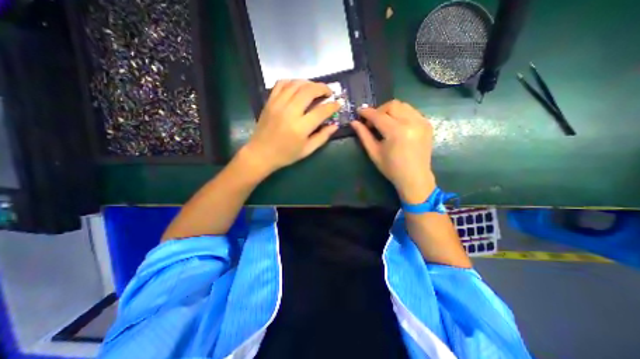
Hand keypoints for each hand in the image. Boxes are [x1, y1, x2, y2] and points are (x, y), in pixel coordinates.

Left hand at [242, 78, 339, 173]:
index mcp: (300, 128)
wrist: (261, 153)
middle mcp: (290, 112)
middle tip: (329, 92)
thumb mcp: (307, 150)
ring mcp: (278, 104)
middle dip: (323, 88)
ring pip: (296, 84)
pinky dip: (293, 81)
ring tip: (316, 89)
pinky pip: (282, 83)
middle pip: (309, 91)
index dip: (332, 106)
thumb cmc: (286, 155)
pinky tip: (298, 87)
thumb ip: (322, 137)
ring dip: (309, 83)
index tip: (338, 103)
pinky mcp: (270, 101)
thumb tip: (335, 125)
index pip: (321, 111)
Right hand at [349, 100, 433, 203]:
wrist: (415, 177)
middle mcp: (411, 122)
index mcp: (396, 132)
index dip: (367, 113)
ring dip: (390, 111)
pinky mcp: (427, 124)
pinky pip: (411, 111)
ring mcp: (421, 122)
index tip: (359, 112)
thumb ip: (364, 135)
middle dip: (379, 110)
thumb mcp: (374, 152)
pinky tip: (396, 125)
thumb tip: (354, 122)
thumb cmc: (391, 168)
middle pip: (392, 105)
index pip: (378, 115)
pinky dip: (401, 114)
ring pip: (403, 105)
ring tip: (384, 123)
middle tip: (373, 122)